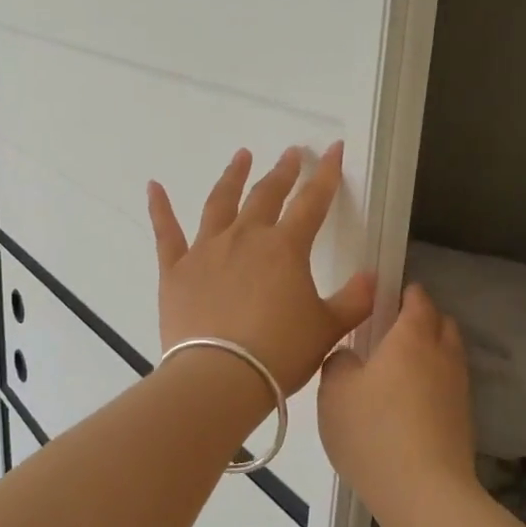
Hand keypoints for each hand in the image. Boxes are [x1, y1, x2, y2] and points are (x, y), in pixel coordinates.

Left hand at [147, 143, 375, 394]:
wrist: (220, 377)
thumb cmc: (280, 353)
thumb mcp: (328, 329)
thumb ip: (355, 301)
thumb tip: (372, 278)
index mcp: (285, 248)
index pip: (312, 202)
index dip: (326, 174)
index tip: (333, 148)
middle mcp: (245, 238)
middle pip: (266, 195)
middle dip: (282, 172)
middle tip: (291, 154)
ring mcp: (206, 251)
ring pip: (220, 203)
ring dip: (232, 177)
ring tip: (241, 156)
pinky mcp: (176, 271)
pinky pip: (166, 233)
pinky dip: (159, 208)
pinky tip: (153, 187)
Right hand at [318, 283, 476, 512]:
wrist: (424, 491)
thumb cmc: (373, 431)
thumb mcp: (334, 392)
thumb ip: (339, 363)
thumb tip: (350, 357)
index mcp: (411, 337)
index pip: (417, 300)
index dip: (406, 294)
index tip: (388, 297)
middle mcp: (442, 355)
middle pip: (442, 324)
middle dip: (423, 320)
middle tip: (392, 332)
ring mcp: (458, 389)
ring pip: (449, 356)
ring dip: (431, 354)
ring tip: (400, 370)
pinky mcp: (464, 421)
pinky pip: (449, 387)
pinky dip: (434, 384)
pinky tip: (411, 404)